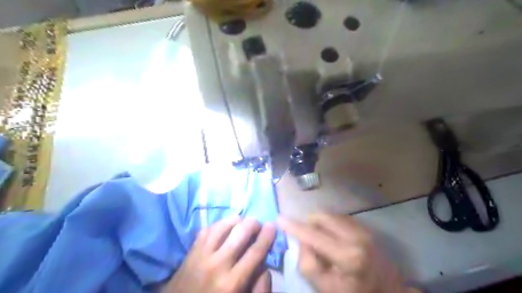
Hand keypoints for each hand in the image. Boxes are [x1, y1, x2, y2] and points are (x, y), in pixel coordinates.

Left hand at [164, 216, 276, 292]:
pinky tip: (225, 226)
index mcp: (231, 282)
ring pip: (223, 226)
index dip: (266, 236)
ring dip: (236, 220)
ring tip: (243, 223)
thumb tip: (266, 267)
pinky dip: (220, 224)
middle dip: (253, 224)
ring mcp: (202, 254)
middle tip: (258, 225)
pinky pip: (208, 229)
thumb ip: (258, 289)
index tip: (273, 225)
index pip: (255, 252)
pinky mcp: (191, 250)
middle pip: (240, 233)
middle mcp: (217, 264)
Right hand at [277, 213, 418, 292]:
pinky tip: (333, 238)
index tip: (279, 219)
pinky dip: (330, 224)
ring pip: (330, 215)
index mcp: (347, 255)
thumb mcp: (326, 288)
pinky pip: (340, 217)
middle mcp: (356, 236)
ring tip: (322, 240)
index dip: (293, 226)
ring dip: (320, 224)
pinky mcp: (366, 227)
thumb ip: (308, 263)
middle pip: (322, 216)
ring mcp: (363, 229)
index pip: (312, 235)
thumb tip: (303, 241)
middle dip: (309, 223)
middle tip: (307, 238)